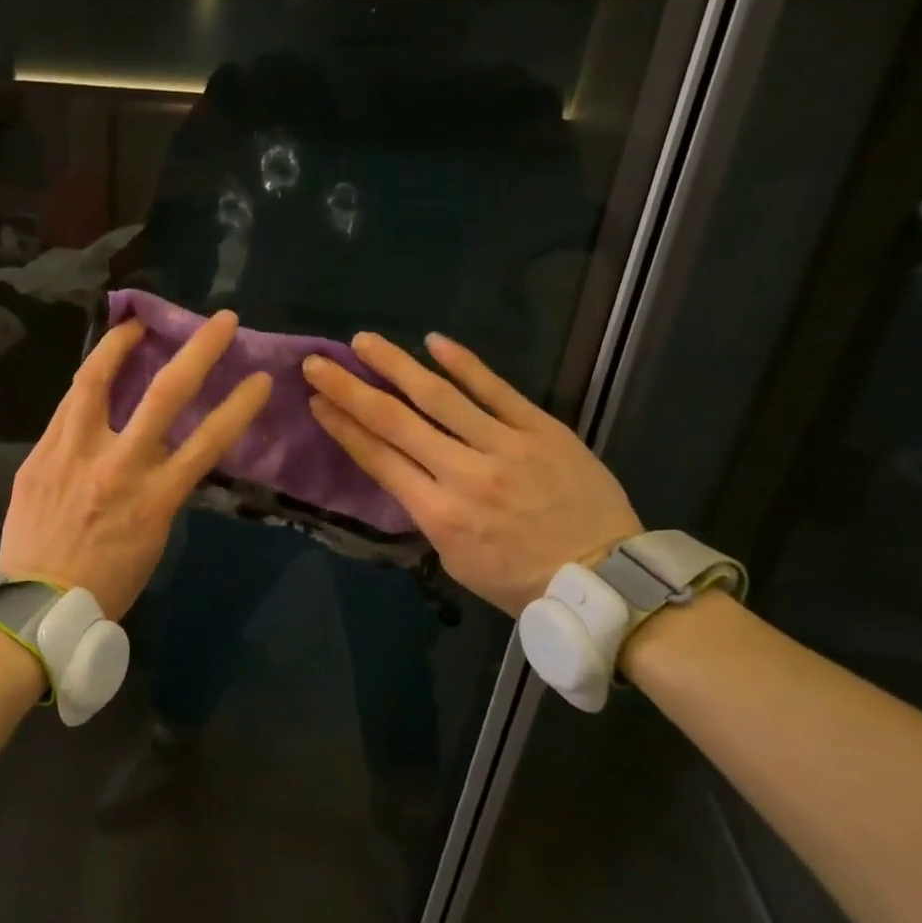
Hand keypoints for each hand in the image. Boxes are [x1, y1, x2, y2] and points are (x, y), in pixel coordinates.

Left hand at [0, 311, 272, 618]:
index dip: (240, 405)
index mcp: (155, 498)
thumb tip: (163, 455)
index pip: (209, 440)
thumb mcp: (152, 539)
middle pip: (165, 394)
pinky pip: (65, 409)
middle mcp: (118, 466)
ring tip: (133, 325)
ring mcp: (73, 456)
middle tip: (221, 321)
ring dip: (119, 345)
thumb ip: (161, 490)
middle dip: (200, 351)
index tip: (260, 378)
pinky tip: (93, 376)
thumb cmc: (106, 585)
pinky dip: (85, 387)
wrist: (37, 609)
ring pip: (96, 382)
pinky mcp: (39, 457)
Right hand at [303, 333, 640, 616]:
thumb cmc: (520, 581)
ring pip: (439, 396)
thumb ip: (426, 512)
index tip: (316, 400)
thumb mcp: (455, 559)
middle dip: (350, 389)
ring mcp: (505, 446)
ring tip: (365, 341)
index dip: (342, 426)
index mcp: (438, 513)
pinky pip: (497, 390)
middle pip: (395, 421)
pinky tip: (435, 341)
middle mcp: (463, 473)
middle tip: (318, 363)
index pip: (378, 458)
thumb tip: (405, 470)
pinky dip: (464, 364)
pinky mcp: (542, 429)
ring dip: (397, 365)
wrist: (605, 580)